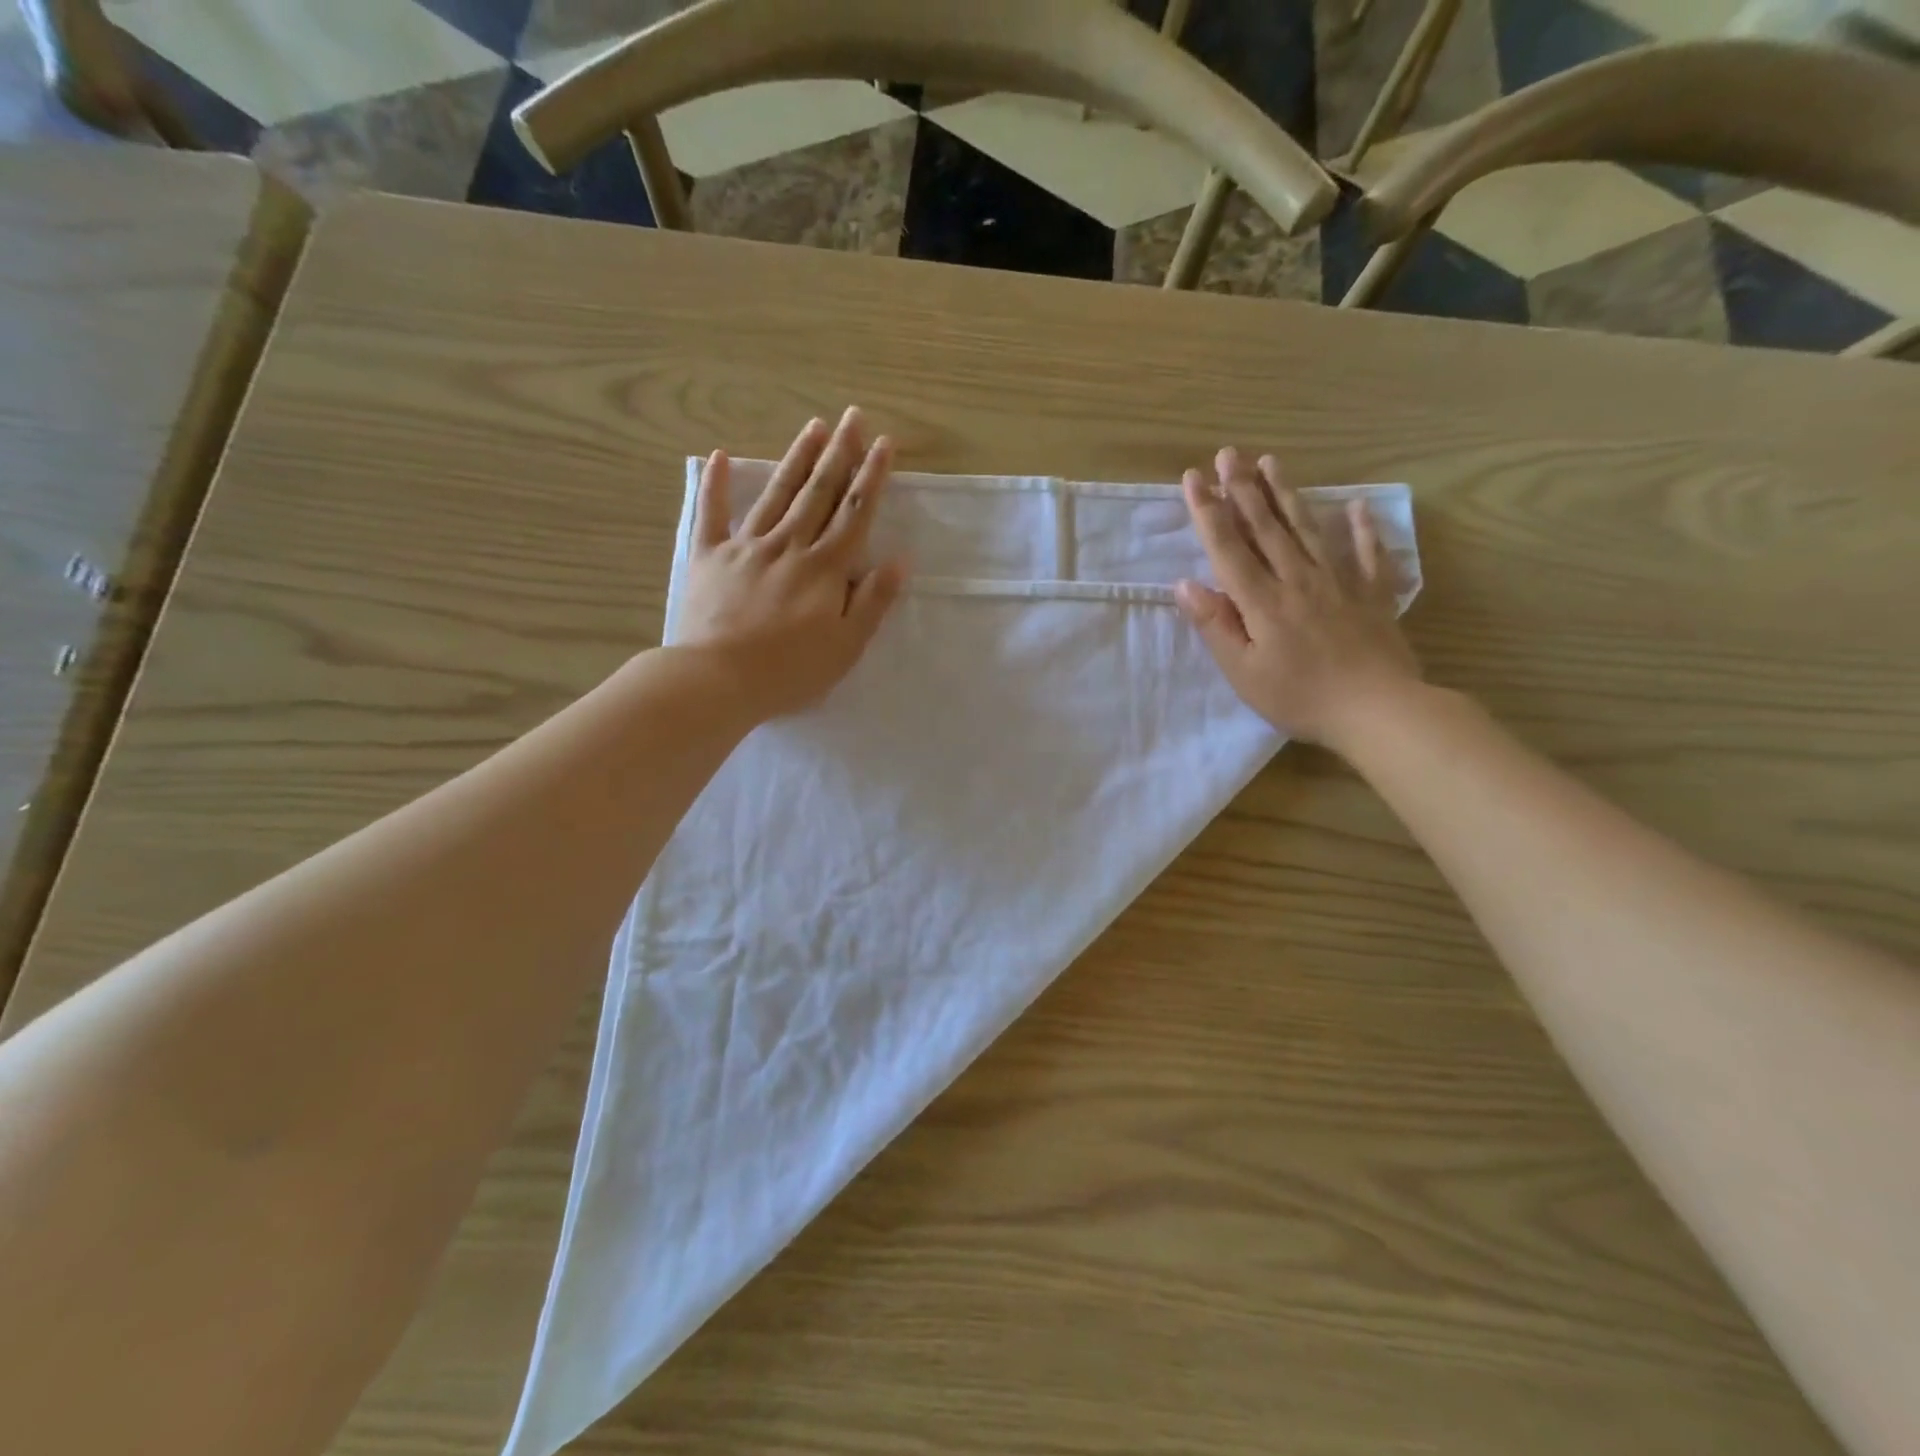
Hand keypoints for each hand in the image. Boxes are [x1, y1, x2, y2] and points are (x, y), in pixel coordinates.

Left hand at [675, 408, 905, 719]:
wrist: (717, 679)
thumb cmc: (789, 671)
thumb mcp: (846, 647)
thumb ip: (873, 601)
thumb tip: (899, 560)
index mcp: (824, 569)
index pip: (854, 514)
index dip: (871, 477)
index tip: (884, 443)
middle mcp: (788, 546)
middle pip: (818, 493)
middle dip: (839, 453)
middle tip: (852, 416)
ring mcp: (746, 547)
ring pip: (777, 494)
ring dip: (797, 459)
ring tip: (814, 426)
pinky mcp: (708, 557)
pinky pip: (712, 514)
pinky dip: (716, 484)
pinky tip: (719, 455)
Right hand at [1177, 447, 1418, 751]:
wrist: (1379, 710)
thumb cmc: (1300, 697)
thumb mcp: (1243, 672)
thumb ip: (1215, 626)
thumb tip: (1185, 584)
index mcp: (1262, 601)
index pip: (1228, 547)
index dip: (1208, 511)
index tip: (1194, 478)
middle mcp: (1298, 579)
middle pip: (1266, 527)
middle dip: (1243, 489)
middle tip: (1229, 453)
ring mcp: (1340, 582)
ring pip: (1308, 529)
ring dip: (1287, 494)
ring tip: (1271, 462)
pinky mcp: (1373, 594)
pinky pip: (1367, 553)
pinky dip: (1361, 528)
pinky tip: (1356, 506)